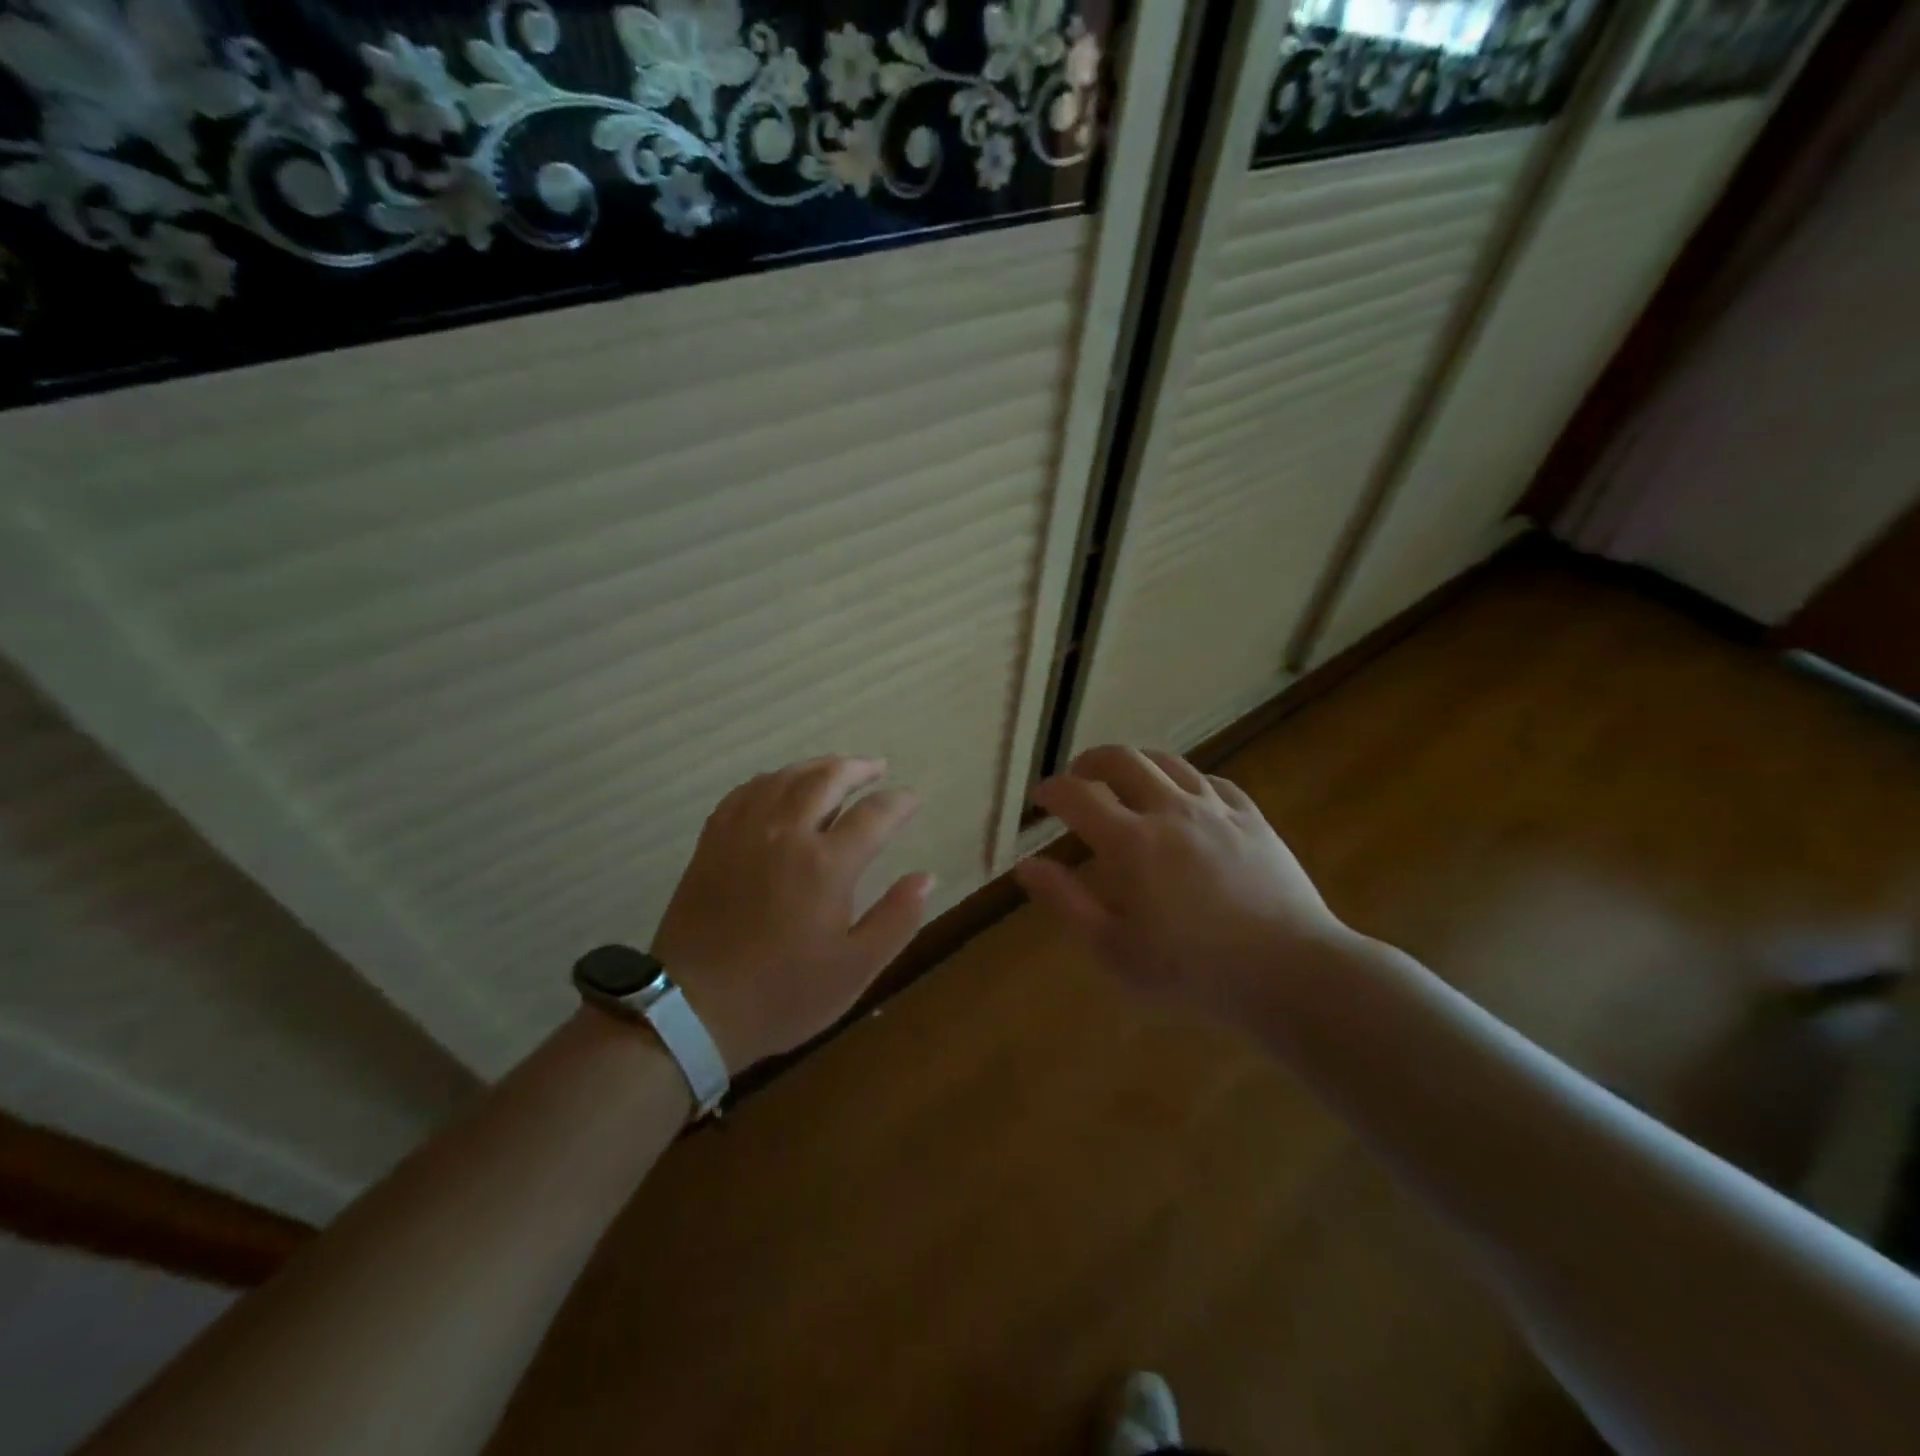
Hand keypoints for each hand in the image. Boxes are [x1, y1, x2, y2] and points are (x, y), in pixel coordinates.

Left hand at [652, 757, 932, 1071]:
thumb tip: (926, 876)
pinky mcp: (713, 842)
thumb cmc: (783, 994)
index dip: (899, 802)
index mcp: (826, 864)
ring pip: (784, 777)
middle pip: (826, 779)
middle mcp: (786, 833)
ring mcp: (744, 832)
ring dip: (816, 767)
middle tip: (877, 768)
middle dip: (858, 768)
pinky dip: (771, 780)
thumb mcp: (855, 969)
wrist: (692, 1009)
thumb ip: (896, 919)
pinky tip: (779, 786)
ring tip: (835, 769)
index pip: (874, 814)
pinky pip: (745, 792)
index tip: (913, 799)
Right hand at [1012, 745, 1348, 1016]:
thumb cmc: (1191, 970)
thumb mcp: (1113, 949)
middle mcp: (1170, 811)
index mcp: (1130, 842)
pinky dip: (1186, 780)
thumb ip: (1066, 902)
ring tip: (1125, 778)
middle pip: (1122, 761)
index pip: (1078, 796)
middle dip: (1090, 761)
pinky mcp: (1252, 819)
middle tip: (1078, 777)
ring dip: (1137, 763)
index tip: (1041, 797)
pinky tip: (1186, 796)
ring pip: (1168, 762)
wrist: (1288, 972)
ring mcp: (1216, 810)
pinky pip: (1214, 781)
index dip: (1052, 790)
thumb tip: (1026, 866)